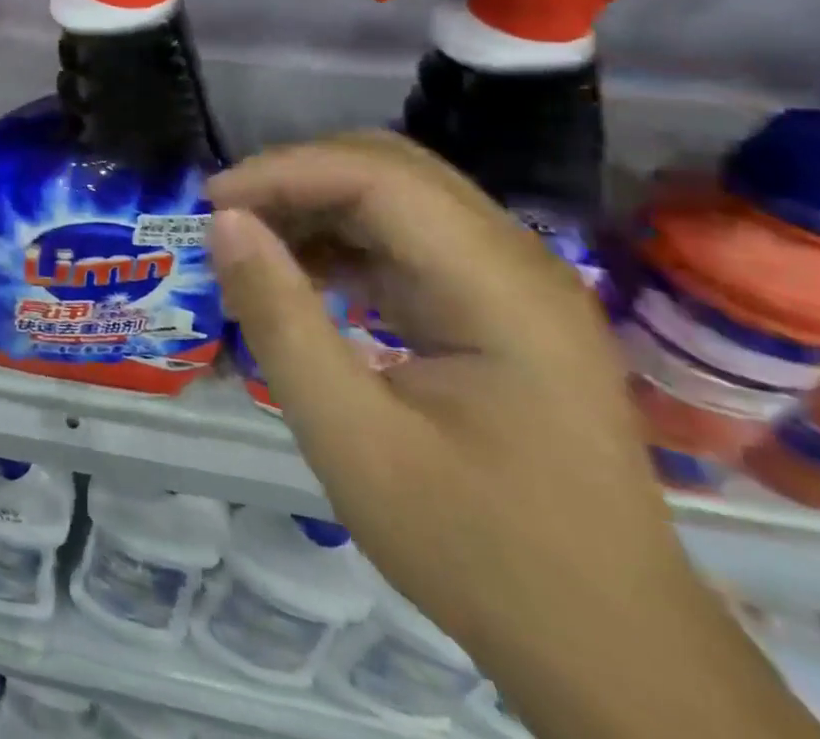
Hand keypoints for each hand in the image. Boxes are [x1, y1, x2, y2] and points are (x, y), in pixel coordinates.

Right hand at [209, 131, 819, 738]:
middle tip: (226, 219)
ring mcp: (511, 282)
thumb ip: (281, 320)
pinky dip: (341, 240)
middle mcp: (516, 262)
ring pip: (396, 195)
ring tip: (250, 244)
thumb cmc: (477, 548)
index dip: (284, 173)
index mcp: (500, 288)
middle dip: (296, 178)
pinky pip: (406, 238)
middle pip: (390, 168)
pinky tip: (301, 275)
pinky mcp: (495, 306)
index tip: (212, 206)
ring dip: (315, 205)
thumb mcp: (351, 439)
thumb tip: (223, 223)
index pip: (379, 176)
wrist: (607, 650)